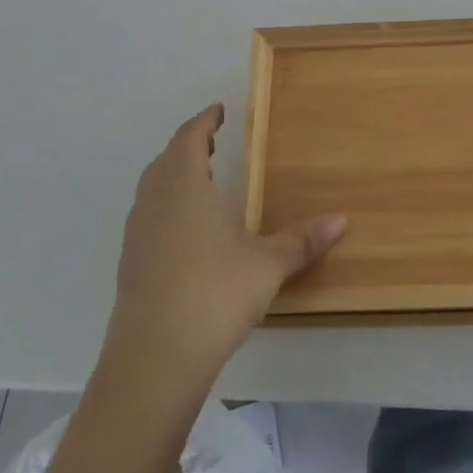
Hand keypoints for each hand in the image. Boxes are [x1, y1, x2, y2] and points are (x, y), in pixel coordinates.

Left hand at [104, 104, 344, 396]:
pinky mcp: (130, 266)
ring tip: (200, 180)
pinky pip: (148, 218)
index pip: (188, 138)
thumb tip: (342, 220)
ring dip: (173, 177)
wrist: (153, 360)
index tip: (218, 112)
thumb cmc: (214, 295)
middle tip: (210, 142)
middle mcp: (155, 203)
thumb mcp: (267, 265)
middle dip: (188, 147)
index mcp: (184, 187)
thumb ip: (302, 240)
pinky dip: (166, 207)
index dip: (203, 122)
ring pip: (152, 190)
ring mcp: (137, 236)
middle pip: (166, 160)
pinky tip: (187, 231)